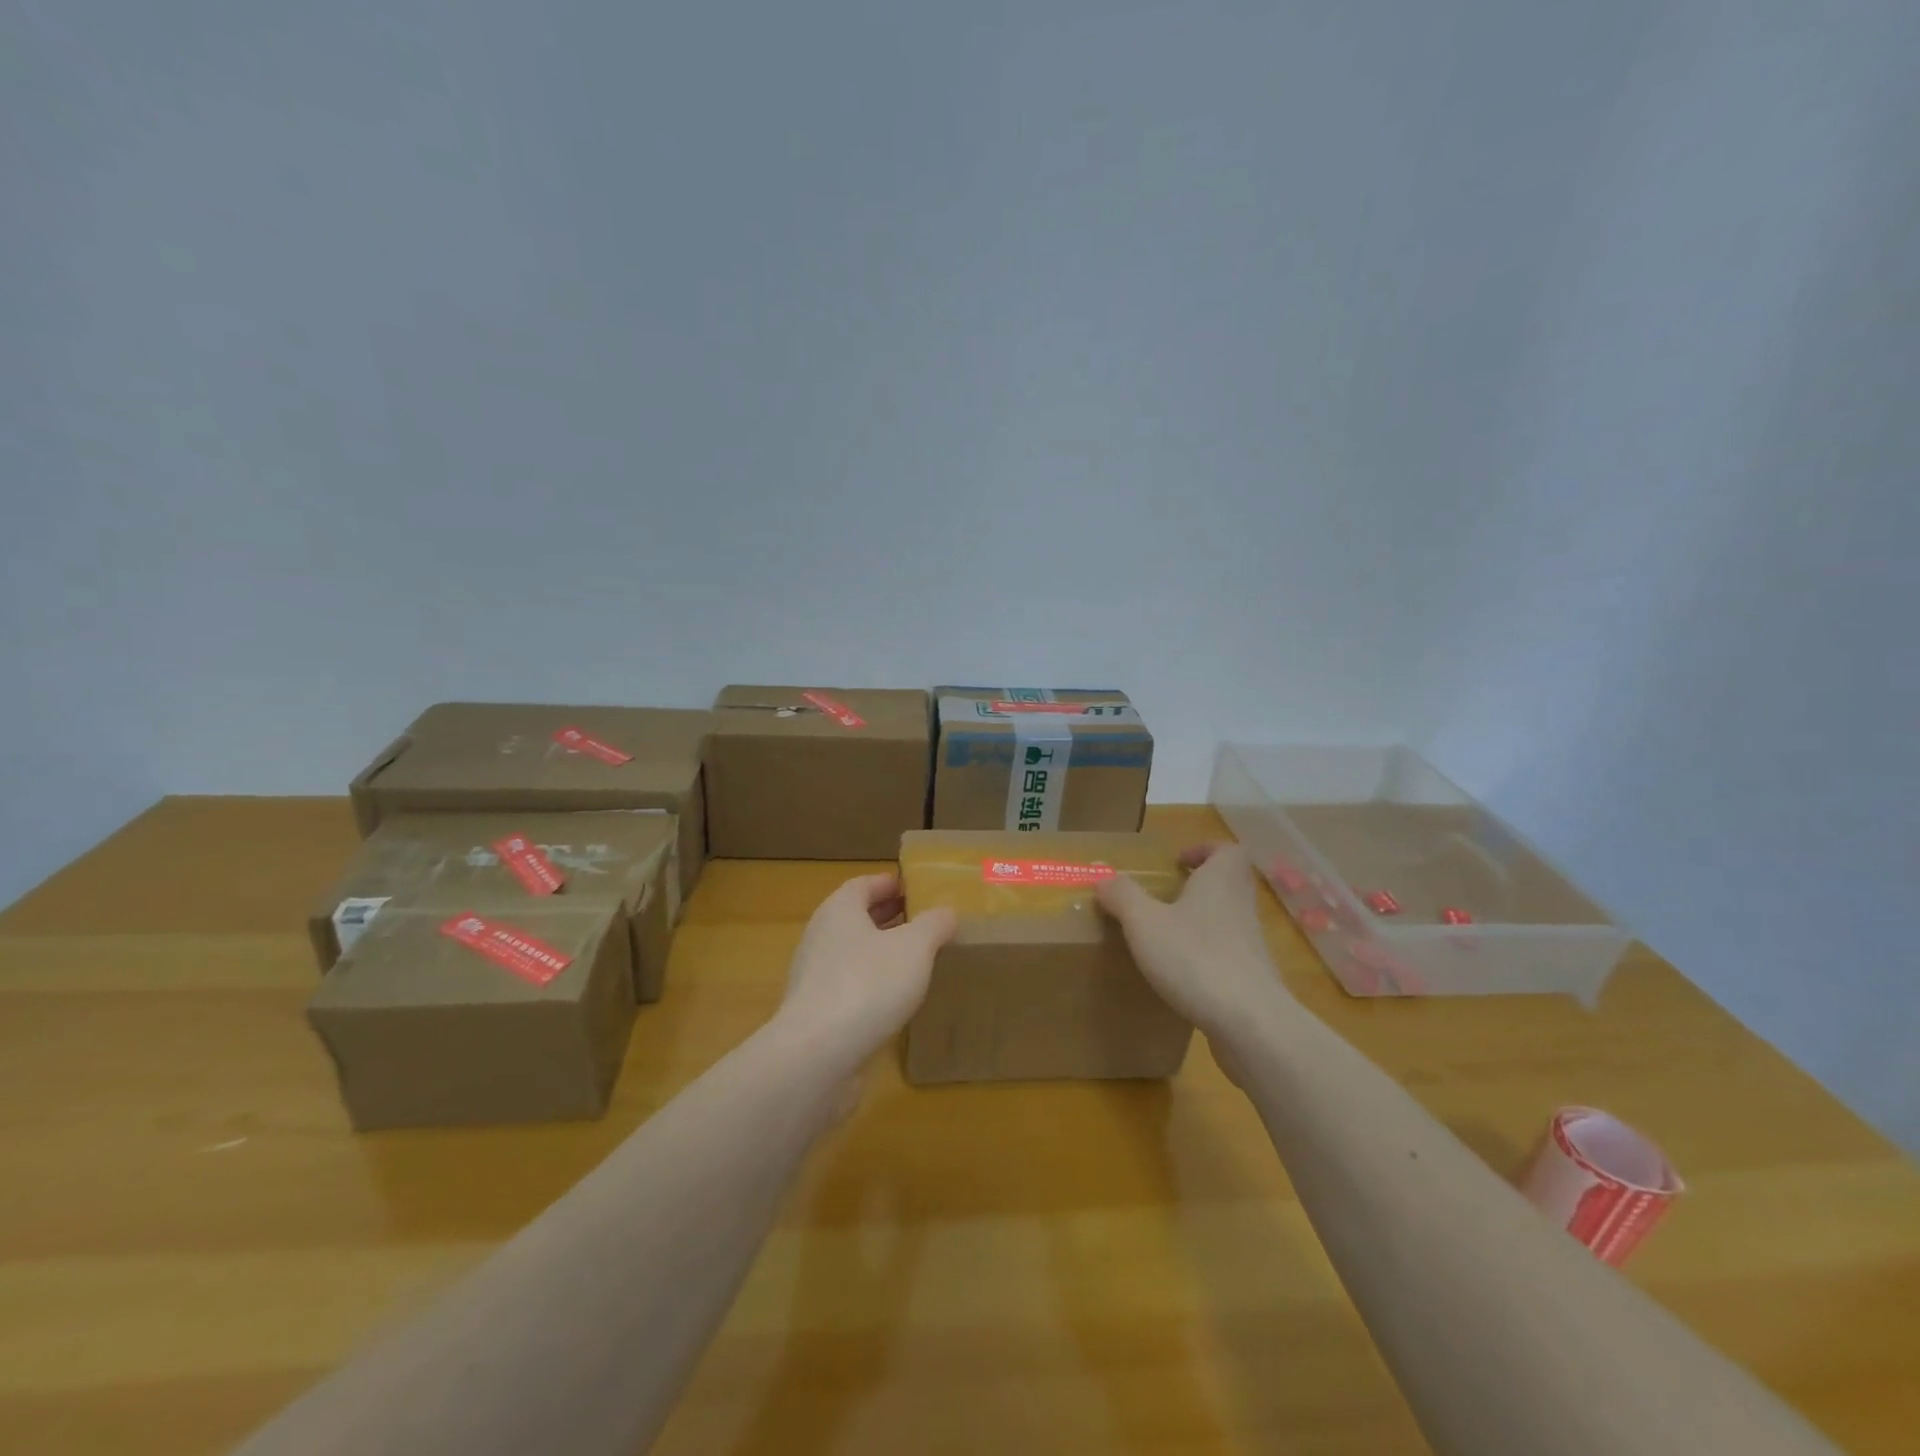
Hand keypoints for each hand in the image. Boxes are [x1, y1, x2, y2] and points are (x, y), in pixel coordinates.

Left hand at [774, 873, 958, 1073]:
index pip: (864, 885)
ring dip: (882, 954)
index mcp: (839, 910)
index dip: (890, 884)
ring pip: (853, 955)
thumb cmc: (868, 984)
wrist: (817, 1056)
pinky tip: (898, 1001)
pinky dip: (873, 987)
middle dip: (890, 918)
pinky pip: (850, 988)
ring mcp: (814, 978)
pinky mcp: (816, 1014)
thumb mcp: (915, 947)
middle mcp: (821, 937)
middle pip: (857, 918)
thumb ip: (933, 924)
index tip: (918, 890)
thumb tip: (946, 912)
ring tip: (918, 962)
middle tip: (925, 924)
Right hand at [1096, 843, 1289, 1040]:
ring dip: (1201, 922)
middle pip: (1229, 883)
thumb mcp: (1144, 922)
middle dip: (1199, 885)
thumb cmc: (1195, 958)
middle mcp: (1241, 906)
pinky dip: (1206, 957)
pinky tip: (1180, 975)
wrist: (1250, 1023)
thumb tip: (1104, 877)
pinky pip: (1228, 955)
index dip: (1204, 849)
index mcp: (1221, 881)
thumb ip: (1122, 895)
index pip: (1227, 850)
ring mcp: (1251, 945)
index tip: (1177, 862)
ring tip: (1165, 936)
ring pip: (1228, 920)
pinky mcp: (1252, 979)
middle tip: (1165, 896)